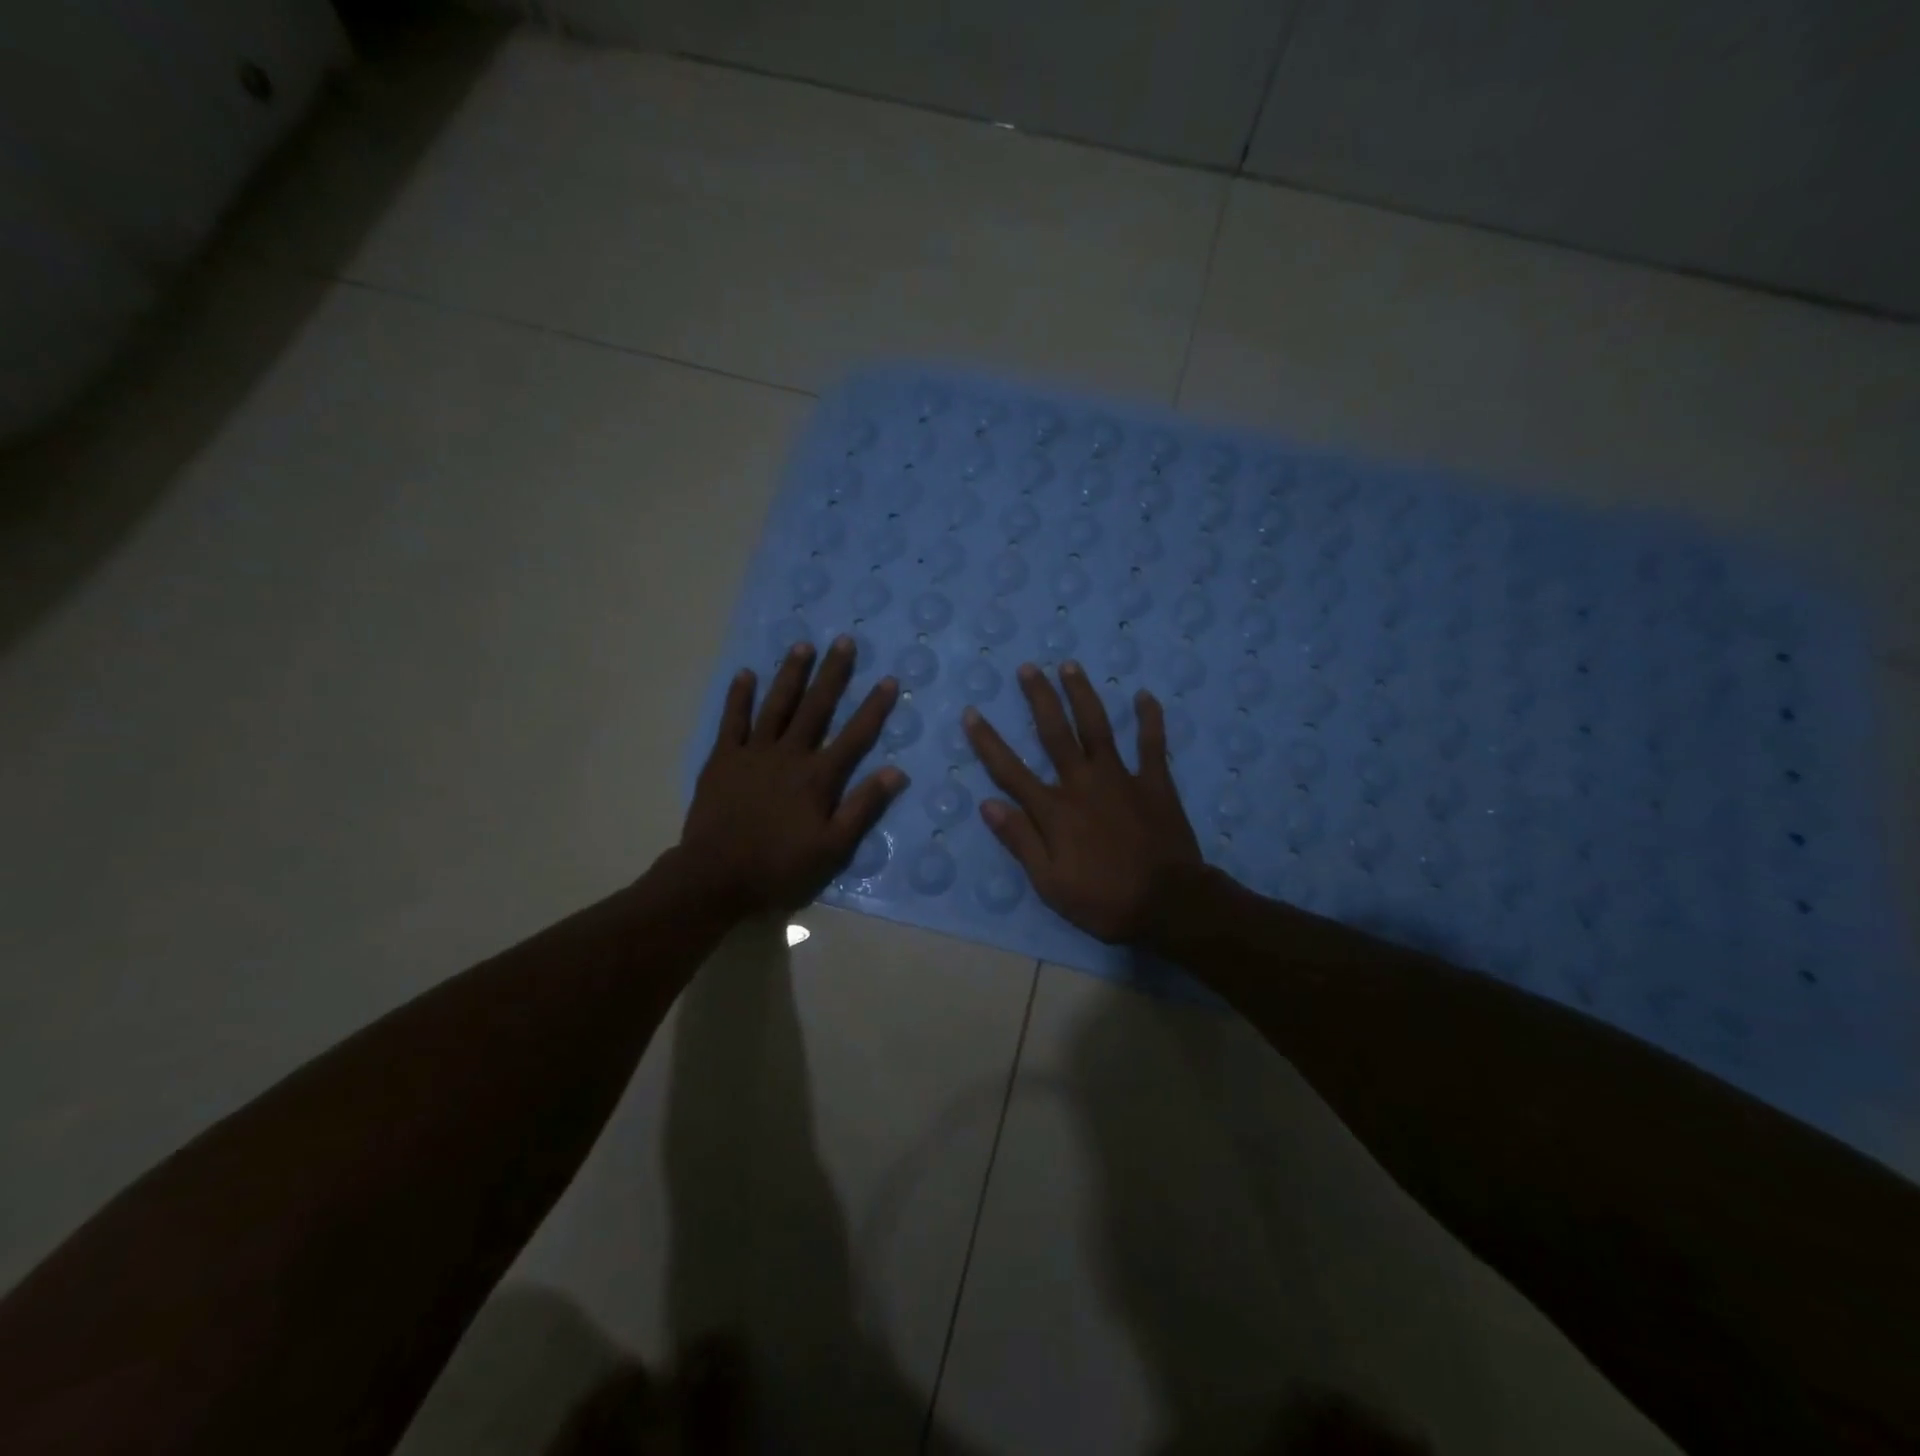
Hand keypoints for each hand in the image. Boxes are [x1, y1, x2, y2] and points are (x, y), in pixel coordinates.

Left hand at [679, 638, 905, 915]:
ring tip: (802, 646)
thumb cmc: (779, 867)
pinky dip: (739, 697)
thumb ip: (863, 808)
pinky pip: (732, 721)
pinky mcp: (723, 759)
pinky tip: (746, 674)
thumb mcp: (832, 848)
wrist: (715, 877)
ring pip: (776, 706)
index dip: (873, 708)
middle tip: (843, 641)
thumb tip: (896, 772)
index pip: (854, 736)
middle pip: (816, 708)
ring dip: (790, 675)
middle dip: (832, 674)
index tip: (889, 680)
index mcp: (818, 777)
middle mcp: (789, 755)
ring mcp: (753, 753)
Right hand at [963, 661, 1201, 943]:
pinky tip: (1144, 695)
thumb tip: (988, 804)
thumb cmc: (1104, 900)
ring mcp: (1121, 778)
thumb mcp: (1049, 883)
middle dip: (1039, 698)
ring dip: (1083, 694)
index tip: (972, 713)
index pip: (1011, 770)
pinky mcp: (1155, 783)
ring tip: (1070, 665)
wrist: (1168, 904)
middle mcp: (1082, 783)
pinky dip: (1149, 719)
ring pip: (1098, 727)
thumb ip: (1020, 840)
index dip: (988, 741)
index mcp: (1054, 810)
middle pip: (1055, 733)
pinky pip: (1152, 744)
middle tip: (1027, 667)